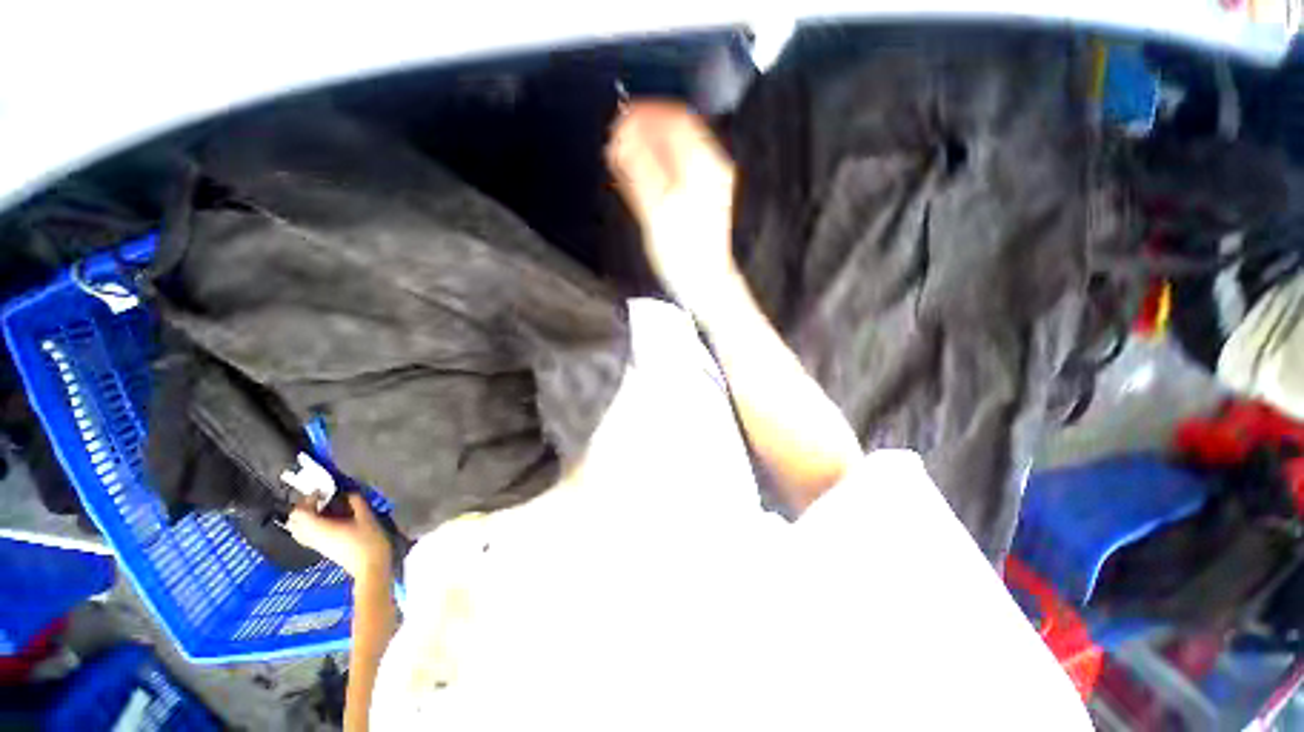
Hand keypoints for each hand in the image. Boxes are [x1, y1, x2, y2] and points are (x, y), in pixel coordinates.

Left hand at [286, 493, 391, 582]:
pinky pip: (304, 534)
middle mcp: (312, 536)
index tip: (322, 491)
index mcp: (320, 528)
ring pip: (297, 529)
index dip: (308, 499)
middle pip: (294, 521)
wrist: (370, 566)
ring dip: (304, 516)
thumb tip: (349, 492)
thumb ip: (356, 502)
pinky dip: (309, 524)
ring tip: (321, 508)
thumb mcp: (366, 517)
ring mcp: (315, 544)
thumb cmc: (368, 541)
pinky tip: (325, 520)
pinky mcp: (320, 548)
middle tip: (319, 498)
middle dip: (303, 507)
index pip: (300, 512)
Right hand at [607, 101, 738, 312]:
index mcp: (702, 165)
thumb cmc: (685, 254)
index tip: (619, 120)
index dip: (643, 115)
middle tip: (616, 139)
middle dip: (642, 130)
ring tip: (621, 157)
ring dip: (646, 149)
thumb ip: (639, 170)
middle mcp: (708, 168)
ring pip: (673, 150)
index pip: (673, 119)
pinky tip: (638, 176)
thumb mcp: (658, 210)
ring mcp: (706, 183)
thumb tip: (621, 135)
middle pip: (674, 132)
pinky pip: (675, 170)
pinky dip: (654, 167)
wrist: (704, 282)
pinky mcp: (699, 198)